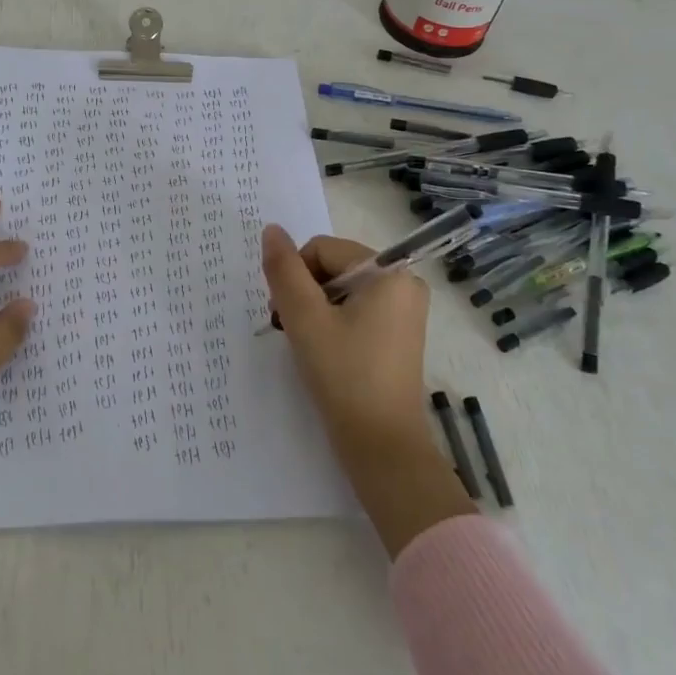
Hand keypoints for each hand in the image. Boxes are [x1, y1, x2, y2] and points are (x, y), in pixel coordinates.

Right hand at [261, 225, 432, 462]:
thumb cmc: (344, 375)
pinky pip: (356, 310)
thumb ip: (284, 270)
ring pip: (340, 290)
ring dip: (314, 310)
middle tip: (291, 330)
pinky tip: (325, 351)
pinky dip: (332, 323)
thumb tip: (271, 229)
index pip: (322, 249)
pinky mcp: (398, 333)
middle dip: (305, 293)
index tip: (286, 314)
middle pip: (333, 267)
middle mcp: (404, 283)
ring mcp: (404, 310)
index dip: (296, 276)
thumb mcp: (305, 319)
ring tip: (306, 344)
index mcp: (389, 272)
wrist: (381, 445)